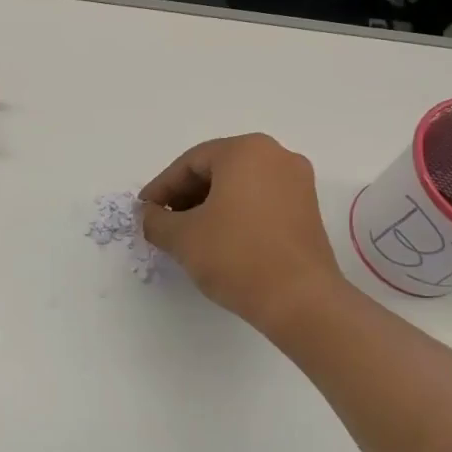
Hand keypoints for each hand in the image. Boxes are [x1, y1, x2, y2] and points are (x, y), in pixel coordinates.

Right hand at [140, 133, 345, 333]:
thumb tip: (148, 215)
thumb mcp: (182, 238)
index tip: (143, 212)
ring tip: (188, 235)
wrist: (300, 300)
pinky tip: (219, 240)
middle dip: (186, 196)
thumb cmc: (236, 256)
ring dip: (209, 206)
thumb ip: (156, 220)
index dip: (161, 188)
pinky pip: (261, 201)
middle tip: (163, 223)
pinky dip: (235, 214)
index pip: (190, 163)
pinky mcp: (308, 210)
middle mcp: (277, 156)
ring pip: (240, 186)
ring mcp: (298, 182)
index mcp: (246, 151)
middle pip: (217, 169)